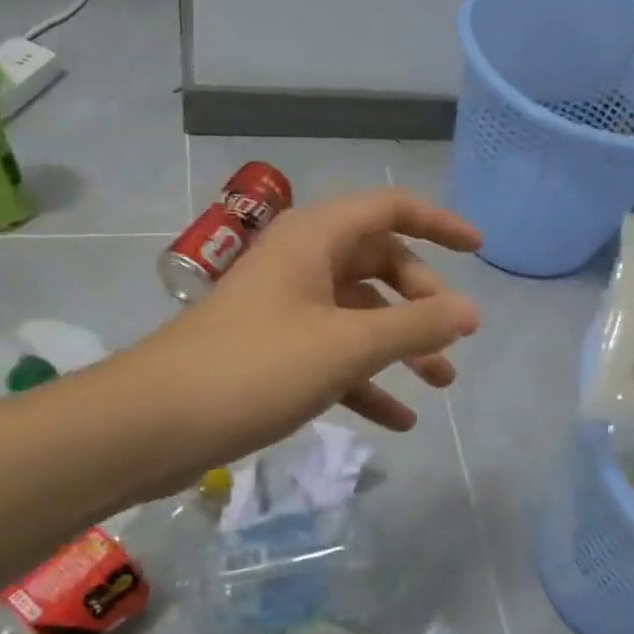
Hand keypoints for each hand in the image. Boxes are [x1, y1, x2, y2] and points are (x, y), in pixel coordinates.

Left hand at [155, 189, 482, 454]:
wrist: (154, 424)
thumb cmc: (256, 368)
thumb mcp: (347, 345)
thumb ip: (415, 326)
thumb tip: (471, 311)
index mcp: (315, 238)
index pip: (390, 209)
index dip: (438, 223)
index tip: (479, 250)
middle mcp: (302, 263)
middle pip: (379, 264)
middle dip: (422, 300)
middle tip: (451, 338)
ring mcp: (286, 309)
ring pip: (360, 314)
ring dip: (401, 345)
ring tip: (441, 382)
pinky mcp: (274, 352)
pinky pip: (334, 355)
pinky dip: (367, 380)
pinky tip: (398, 419)